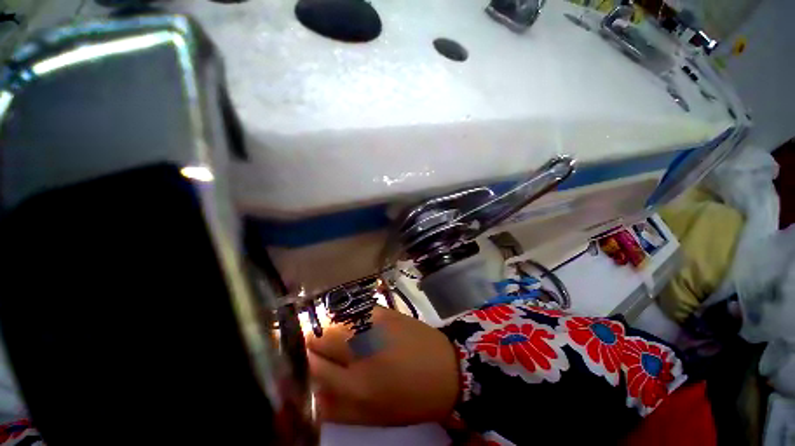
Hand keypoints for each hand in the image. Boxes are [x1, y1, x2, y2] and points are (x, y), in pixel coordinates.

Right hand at [306, 307, 459, 425]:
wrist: (445, 368)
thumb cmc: (409, 399)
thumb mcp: (370, 415)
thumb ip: (334, 406)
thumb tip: (309, 390)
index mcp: (355, 384)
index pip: (311, 365)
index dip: (300, 363)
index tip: (299, 363)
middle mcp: (360, 348)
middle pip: (317, 336)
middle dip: (310, 344)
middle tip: (318, 352)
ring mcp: (372, 323)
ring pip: (332, 320)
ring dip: (327, 330)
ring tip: (337, 341)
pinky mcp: (383, 310)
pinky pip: (352, 311)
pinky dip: (346, 320)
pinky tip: (354, 329)